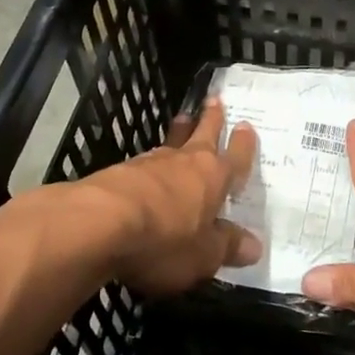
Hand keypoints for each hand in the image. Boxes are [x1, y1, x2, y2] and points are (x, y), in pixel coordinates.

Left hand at [78, 99, 260, 297]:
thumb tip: (255, 246)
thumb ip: (227, 247)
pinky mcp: (119, 172)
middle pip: (202, 134)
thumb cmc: (164, 240)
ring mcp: (150, 163)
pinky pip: (144, 162)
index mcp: (213, 178)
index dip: (243, 144)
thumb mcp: (204, 255)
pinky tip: (147, 166)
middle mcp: (185, 162)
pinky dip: (151, 162)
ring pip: (171, 143)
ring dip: (179, 133)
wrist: (99, 223)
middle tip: (214, 99)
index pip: (236, 157)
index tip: (246, 126)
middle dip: (211, 118)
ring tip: (182, 120)